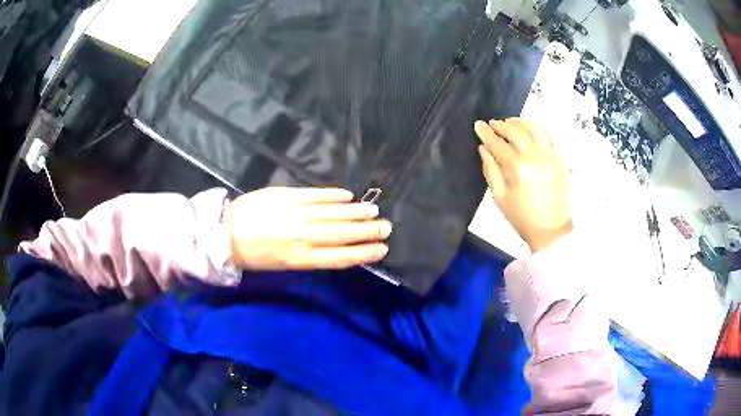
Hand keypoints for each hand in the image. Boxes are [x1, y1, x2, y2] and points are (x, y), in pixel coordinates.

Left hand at [227, 187, 391, 269]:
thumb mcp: (282, 265)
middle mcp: (304, 236)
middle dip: (368, 231)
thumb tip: (335, 247)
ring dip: (357, 212)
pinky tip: (348, 195)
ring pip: (334, 213)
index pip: (341, 257)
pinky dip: (334, 195)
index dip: (364, 253)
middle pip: (343, 234)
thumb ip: (310, 256)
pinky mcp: (287, 195)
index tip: (381, 249)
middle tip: (387, 227)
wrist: (225, 233)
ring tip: (374, 210)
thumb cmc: (254, 255)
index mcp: (302, 258)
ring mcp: (296, 213)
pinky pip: (316, 195)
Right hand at [475, 118, 571, 251]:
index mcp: (518, 169)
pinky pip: (550, 136)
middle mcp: (535, 157)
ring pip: (535, 128)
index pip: (498, 144)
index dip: (486, 133)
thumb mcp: (499, 197)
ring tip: (511, 123)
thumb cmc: (522, 217)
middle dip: (502, 124)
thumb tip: (484, 149)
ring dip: (521, 122)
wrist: (550, 230)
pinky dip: (539, 128)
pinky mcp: (560, 160)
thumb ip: (490, 169)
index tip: (479, 125)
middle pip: (516, 131)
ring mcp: (551, 157)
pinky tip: (531, 129)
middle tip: (493, 124)